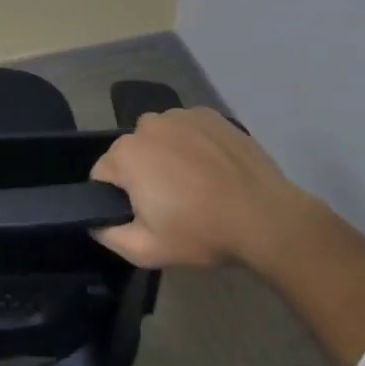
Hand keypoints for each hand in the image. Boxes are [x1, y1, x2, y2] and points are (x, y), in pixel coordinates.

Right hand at [89, 108, 308, 269]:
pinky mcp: (210, 115)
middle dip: (143, 174)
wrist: (268, 219)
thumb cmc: (202, 233)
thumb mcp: (147, 251)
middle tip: (172, 204)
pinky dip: (194, 145)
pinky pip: (188, 129)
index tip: (144, 215)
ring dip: (167, 156)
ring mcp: (180, 115)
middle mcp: (147, 125)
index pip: (103, 174)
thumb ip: (109, 235)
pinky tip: (214, 169)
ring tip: (197, 185)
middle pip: (132, 153)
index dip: (118, 198)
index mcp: (126, 154)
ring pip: (160, 138)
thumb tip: (96, 221)